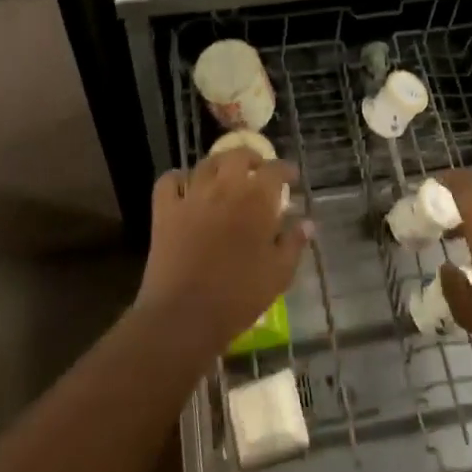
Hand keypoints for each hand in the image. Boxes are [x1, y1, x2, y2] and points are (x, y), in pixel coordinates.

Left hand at [136, 150, 310, 358]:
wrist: (184, 316)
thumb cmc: (238, 297)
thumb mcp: (279, 274)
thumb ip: (294, 243)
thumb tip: (307, 223)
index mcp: (256, 200)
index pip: (275, 170)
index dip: (285, 170)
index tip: (291, 178)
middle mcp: (224, 188)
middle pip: (238, 156)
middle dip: (252, 159)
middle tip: (258, 172)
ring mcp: (192, 196)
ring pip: (206, 163)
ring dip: (219, 165)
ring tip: (225, 176)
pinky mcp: (165, 210)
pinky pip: (169, 181)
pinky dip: (178, 178)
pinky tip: (185, 187)